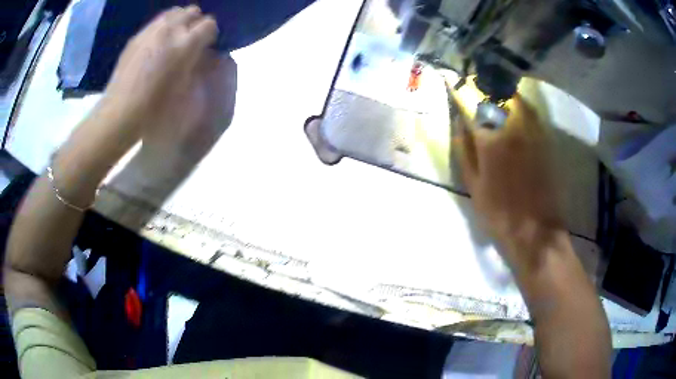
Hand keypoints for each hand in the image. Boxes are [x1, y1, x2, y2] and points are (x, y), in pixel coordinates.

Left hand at [102, 6, 218, 135]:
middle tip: (190, 40)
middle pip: (192, 11)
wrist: (121, 113)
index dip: (210, 35)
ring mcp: (150, 31)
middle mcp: (170, 30)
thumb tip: (201, 52)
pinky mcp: (136, 37)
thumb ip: (197, 63)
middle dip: (195, 23)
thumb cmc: (156, 108)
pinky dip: (161, 28)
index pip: (209, 24)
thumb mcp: (186, 88)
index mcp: (187, 44)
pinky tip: (156, 45)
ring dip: (178, 22)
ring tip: (173, 39)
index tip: (206, 46)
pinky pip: (155, 23)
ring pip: (173, 12)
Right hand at [453, 94, 564, 272]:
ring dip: (501, 91)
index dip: (460, 89)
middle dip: (481, 85)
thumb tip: (459, 121)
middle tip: (473, 84)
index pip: (471, 102)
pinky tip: (514, 108)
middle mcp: (512, 126)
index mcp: (490, 138)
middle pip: (495, 93)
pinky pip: (531, 111)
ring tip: (492, 91)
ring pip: (515, 97)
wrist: (536, 232)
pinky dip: (519, 104)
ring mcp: (532, 131)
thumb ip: (464, 149)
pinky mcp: (545, 139)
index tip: (452, 82)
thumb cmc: (499, 213)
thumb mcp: (473, 186)